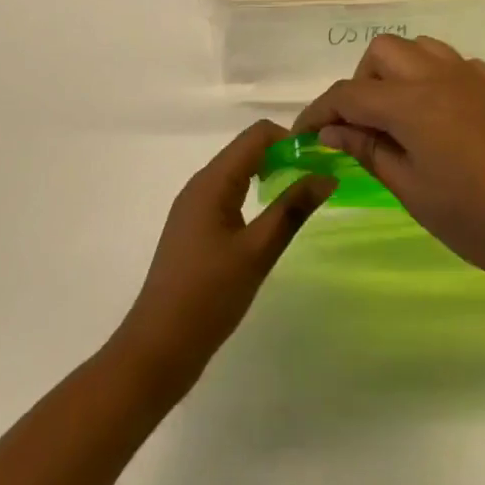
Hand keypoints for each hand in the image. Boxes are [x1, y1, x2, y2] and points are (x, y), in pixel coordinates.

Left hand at [112, 121, 334, 398]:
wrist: (157, 349)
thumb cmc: (208, 297)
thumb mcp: (257, 252)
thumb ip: (292, 209)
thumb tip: (327, 176)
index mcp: (213, 182)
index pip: (257, 134)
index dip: (291, 140)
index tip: (319, 161)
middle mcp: (201, 184)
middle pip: (247, 149)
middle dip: (283, 156)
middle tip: (316, 180)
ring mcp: (194, 206)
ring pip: (238, 171)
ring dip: (269, 174)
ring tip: (299, 198)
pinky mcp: (194, 227)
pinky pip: (229, 193)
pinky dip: (253, 193)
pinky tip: (268, 221)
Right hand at [292, 35, 484, 303]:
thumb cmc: (482, 222)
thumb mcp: (415, 193)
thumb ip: (371, 151)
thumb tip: (332, 130)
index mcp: (413, 102)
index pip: (349, 93)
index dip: (318, 112)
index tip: (302, 136)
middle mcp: (439, 74)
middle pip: (381, 53)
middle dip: (360, 84)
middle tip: (359, 130)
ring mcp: (472, 76)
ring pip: (417, 48)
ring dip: (395, 73)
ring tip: (396, 121)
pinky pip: (449, 62)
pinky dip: (429, 77)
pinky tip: (438, 119)